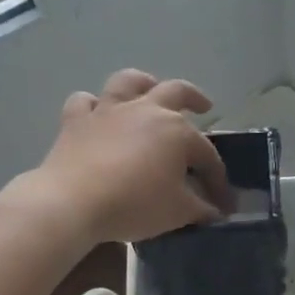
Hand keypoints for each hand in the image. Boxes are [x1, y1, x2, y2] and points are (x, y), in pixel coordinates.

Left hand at [31, 70, 232, 244]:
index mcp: (177, 132)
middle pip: (177, 92)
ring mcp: (108, 111)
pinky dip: (92, 105)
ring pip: (129, 82)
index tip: (221, 203)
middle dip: (195, 98)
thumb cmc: (134, 204)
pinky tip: (96, 114)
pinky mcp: (76, 121)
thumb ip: (200, 209)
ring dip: (143, 83)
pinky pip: (84, 102)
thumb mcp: (178, 212)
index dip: (217, 179)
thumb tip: (214, 212)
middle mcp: (146, 110)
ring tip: (149, 90)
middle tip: (203, 106)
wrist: (73, 203)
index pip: (207, 155)